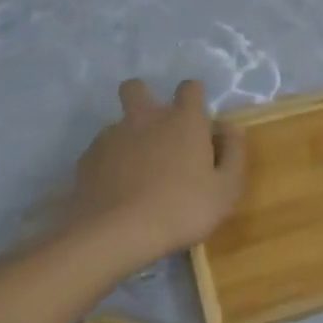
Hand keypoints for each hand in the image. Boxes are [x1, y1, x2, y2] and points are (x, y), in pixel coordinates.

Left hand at [66, 79, 246, 269]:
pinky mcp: (88, 159)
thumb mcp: (226, 189)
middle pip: (136, 88)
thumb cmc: (182, 210)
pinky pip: (101, 151)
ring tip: (136, 172)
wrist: (116, 234)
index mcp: (183, 121)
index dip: (194, 95)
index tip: (199, 118)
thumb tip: (231, 128)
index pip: (190, 88)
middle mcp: (146, 118)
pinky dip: (109, 163)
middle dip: (144, 98)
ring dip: (128, 137)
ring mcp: (112, 136)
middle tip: (155, 130)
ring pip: (117, 123)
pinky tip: (116, 189)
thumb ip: (234, 153)